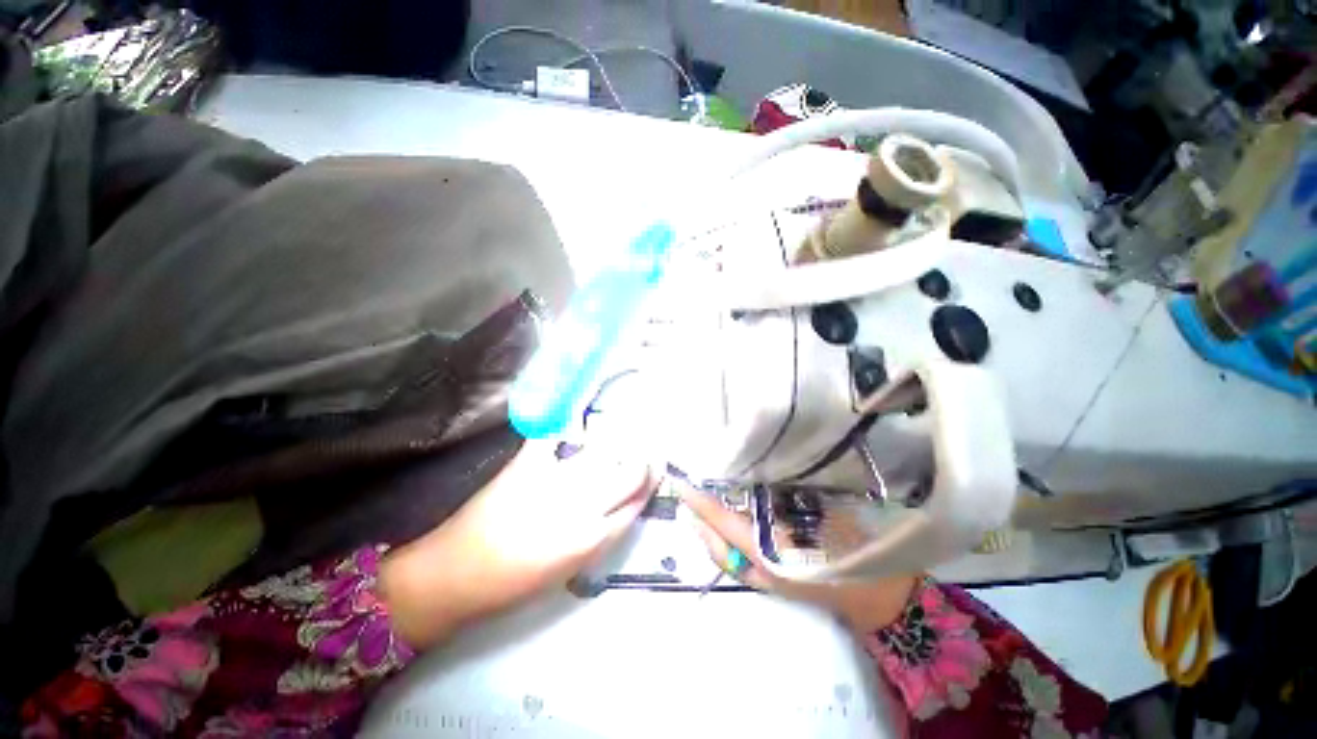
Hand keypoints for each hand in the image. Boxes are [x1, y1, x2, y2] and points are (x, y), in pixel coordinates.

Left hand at [381, 440, 653, 648]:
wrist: (455, 575)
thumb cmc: (515, 583)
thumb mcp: (570, 568)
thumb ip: (602, 533)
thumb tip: (623, 504)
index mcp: (591, 538)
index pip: (636, 502)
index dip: (650, 484)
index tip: (655, 471)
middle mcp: (581, 506)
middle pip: (629, 474)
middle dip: (643, 461)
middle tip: (643, 454)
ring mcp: (554, 479)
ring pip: (604, 450)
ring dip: (617, 441)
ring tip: (620, 436)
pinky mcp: (527, 464)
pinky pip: (555, 433)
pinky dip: (568, 422)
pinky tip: (577, 422)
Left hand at [680, 485, 917, 633]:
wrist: (878, 598)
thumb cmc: (853, 550)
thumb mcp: (822, 516)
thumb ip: (786, 500)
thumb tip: (756, 479)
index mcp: (769, 552)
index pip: (724, 521)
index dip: (701, 502)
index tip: (680, 483)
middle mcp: (759, 569)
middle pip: (715, 543)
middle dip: (697, 517)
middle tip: (683, 490)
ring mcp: (763, 579)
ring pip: (722, 553)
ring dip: (707, 528)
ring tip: (695, 503)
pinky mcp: (769, 581)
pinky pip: (735, 559)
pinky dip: (722, 540)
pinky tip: (722, 522)